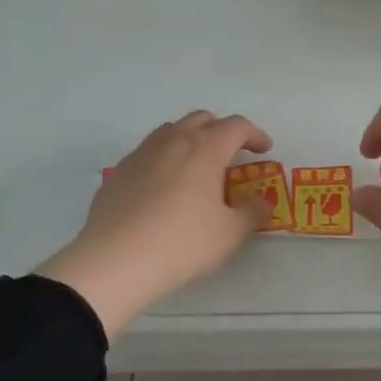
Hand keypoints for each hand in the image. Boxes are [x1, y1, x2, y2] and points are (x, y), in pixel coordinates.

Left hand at [38, 111, 272, 338]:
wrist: (115, 261)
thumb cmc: (183, 243)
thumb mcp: (230, 234)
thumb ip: (252, 213)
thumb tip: (261, 203)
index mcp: (205, 149)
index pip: (236, 126)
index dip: (255, 134)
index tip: (264, 150)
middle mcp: (172, 142)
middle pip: (201, 119)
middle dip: (221, 131)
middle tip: (232, 155)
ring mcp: (140, 155)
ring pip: (170, 132)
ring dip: (190, 140)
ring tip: (197, 168)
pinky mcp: (117, 173)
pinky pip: (147, 154)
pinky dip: (164, 160)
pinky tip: (164, 189)